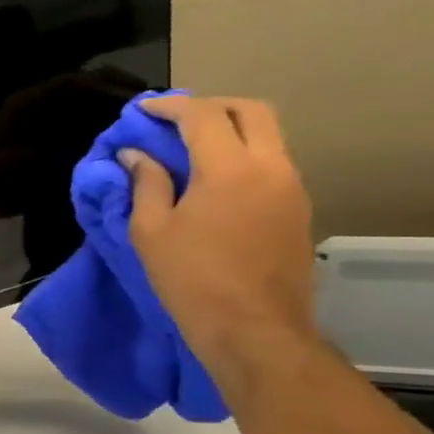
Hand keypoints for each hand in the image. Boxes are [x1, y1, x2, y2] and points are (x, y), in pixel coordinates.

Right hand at [121, 96, 318, 381]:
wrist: (253, 326)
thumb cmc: (191, 278)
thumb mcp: (151, 231)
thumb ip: (146, 185)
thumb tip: (137, 156)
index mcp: (230, 170)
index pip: (202, 117)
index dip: (170, 107)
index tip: (142, 111)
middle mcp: (271, 167)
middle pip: (250, 112)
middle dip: (209, 107)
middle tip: (172, 120)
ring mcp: (291, 187)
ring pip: (265, 136)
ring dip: (227, 131)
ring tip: (186, 149)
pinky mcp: (296, 208)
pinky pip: (269, 163)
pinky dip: (239, 155)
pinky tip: (208, 178)